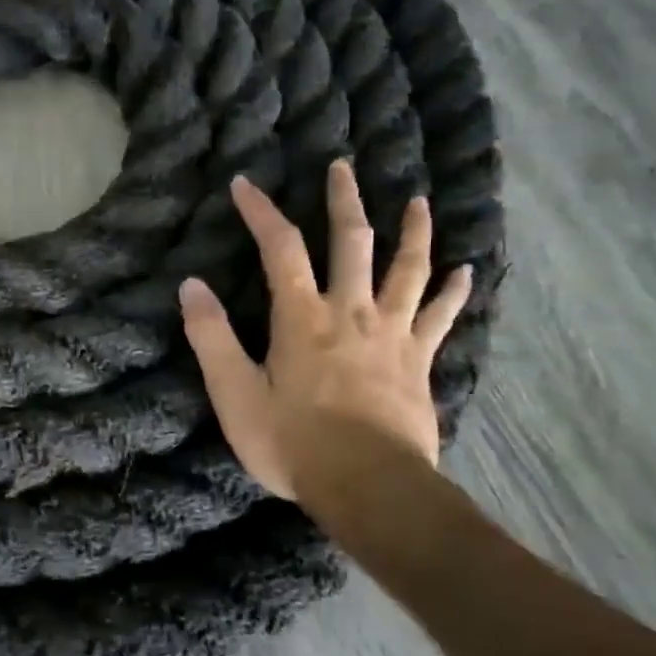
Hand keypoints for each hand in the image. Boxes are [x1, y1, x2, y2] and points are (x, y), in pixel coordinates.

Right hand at [178, 159, 471, 508]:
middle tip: (344, 167)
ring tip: (420, 201)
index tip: (245, 184)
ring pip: (407, 270)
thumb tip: (190, 285)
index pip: (280, 249)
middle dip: (344, 202)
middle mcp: (350, 312)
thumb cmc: (293, 442)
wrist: (370, 488)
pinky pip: (440, 317)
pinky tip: (465, 271)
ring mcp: (392, 335)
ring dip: (413, 232)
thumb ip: (211, 337)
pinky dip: (452, 292)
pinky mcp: (419, 362)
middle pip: (352, 243)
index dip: (261, 212)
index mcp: (302, 317)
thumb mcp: (235, 394)